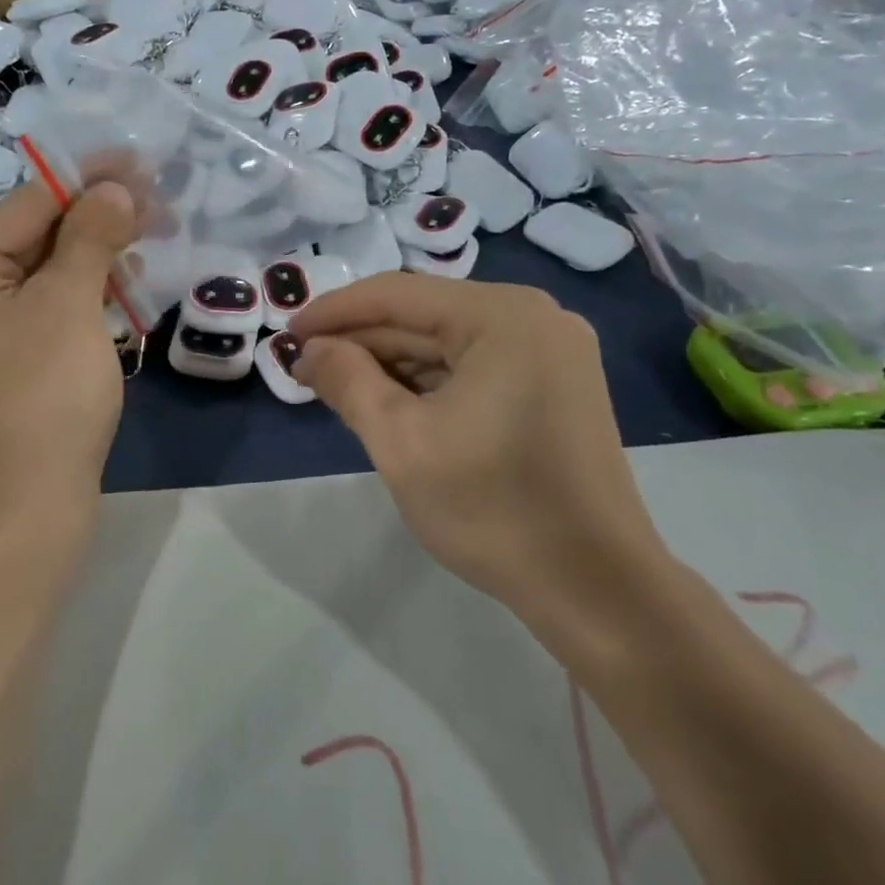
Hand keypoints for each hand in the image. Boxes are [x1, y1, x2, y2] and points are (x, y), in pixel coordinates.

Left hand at [0, 181, 135, 550]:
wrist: (22, 516)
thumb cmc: (41, 402)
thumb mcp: (69, 307)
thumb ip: (89, 236)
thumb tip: (113, 188)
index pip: (25, 205)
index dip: (87, 179)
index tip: (140, 161)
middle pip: (30, 235)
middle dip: (94, 218)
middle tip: (156, 203)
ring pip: (39, 271)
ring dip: (93, 253)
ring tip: (148, 237)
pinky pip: (38, 306)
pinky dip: (79, 291)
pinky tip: (121, 280)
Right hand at [289, 275, 672, 644]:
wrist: (598, 590)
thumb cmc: (494, 510)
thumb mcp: (401, 442)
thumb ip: (348, 382)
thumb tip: (310, 350)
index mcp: (503, 315)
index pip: (398, 294)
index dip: (334, 312)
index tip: (286, 334)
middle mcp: (534, 316)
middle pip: (425, 315)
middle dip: (362, 342)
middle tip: (305, 368)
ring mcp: (552, 350)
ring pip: (449, 342)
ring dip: (393, 363)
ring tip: (338, 387)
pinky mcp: (557, 384)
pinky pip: (476, 365)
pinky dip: (431, 381)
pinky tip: (391, 402)